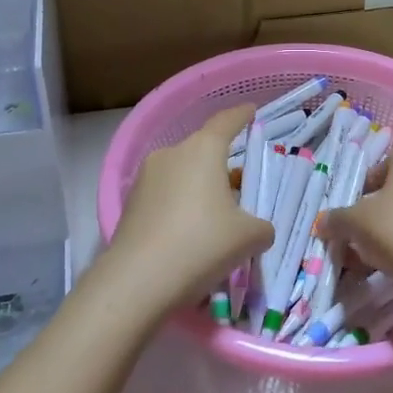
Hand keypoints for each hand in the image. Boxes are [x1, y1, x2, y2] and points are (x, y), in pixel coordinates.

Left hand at [106, 104, 274, 310]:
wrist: (137, 281)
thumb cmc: (201, 245)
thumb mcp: (249, 238)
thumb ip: (262, 227)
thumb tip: (258, 229)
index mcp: (203, 150)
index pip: (226, 121)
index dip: (242, 115)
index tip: (251, 111)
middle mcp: (171, 154)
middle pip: (203, 151)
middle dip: (222, 165)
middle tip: (241, 186)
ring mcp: (146, 178)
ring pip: (182, 174)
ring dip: (200, 188)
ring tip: (216, 217)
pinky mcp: (130, 204)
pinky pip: (165, 196)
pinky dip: (180, 206)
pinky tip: (189, 235)